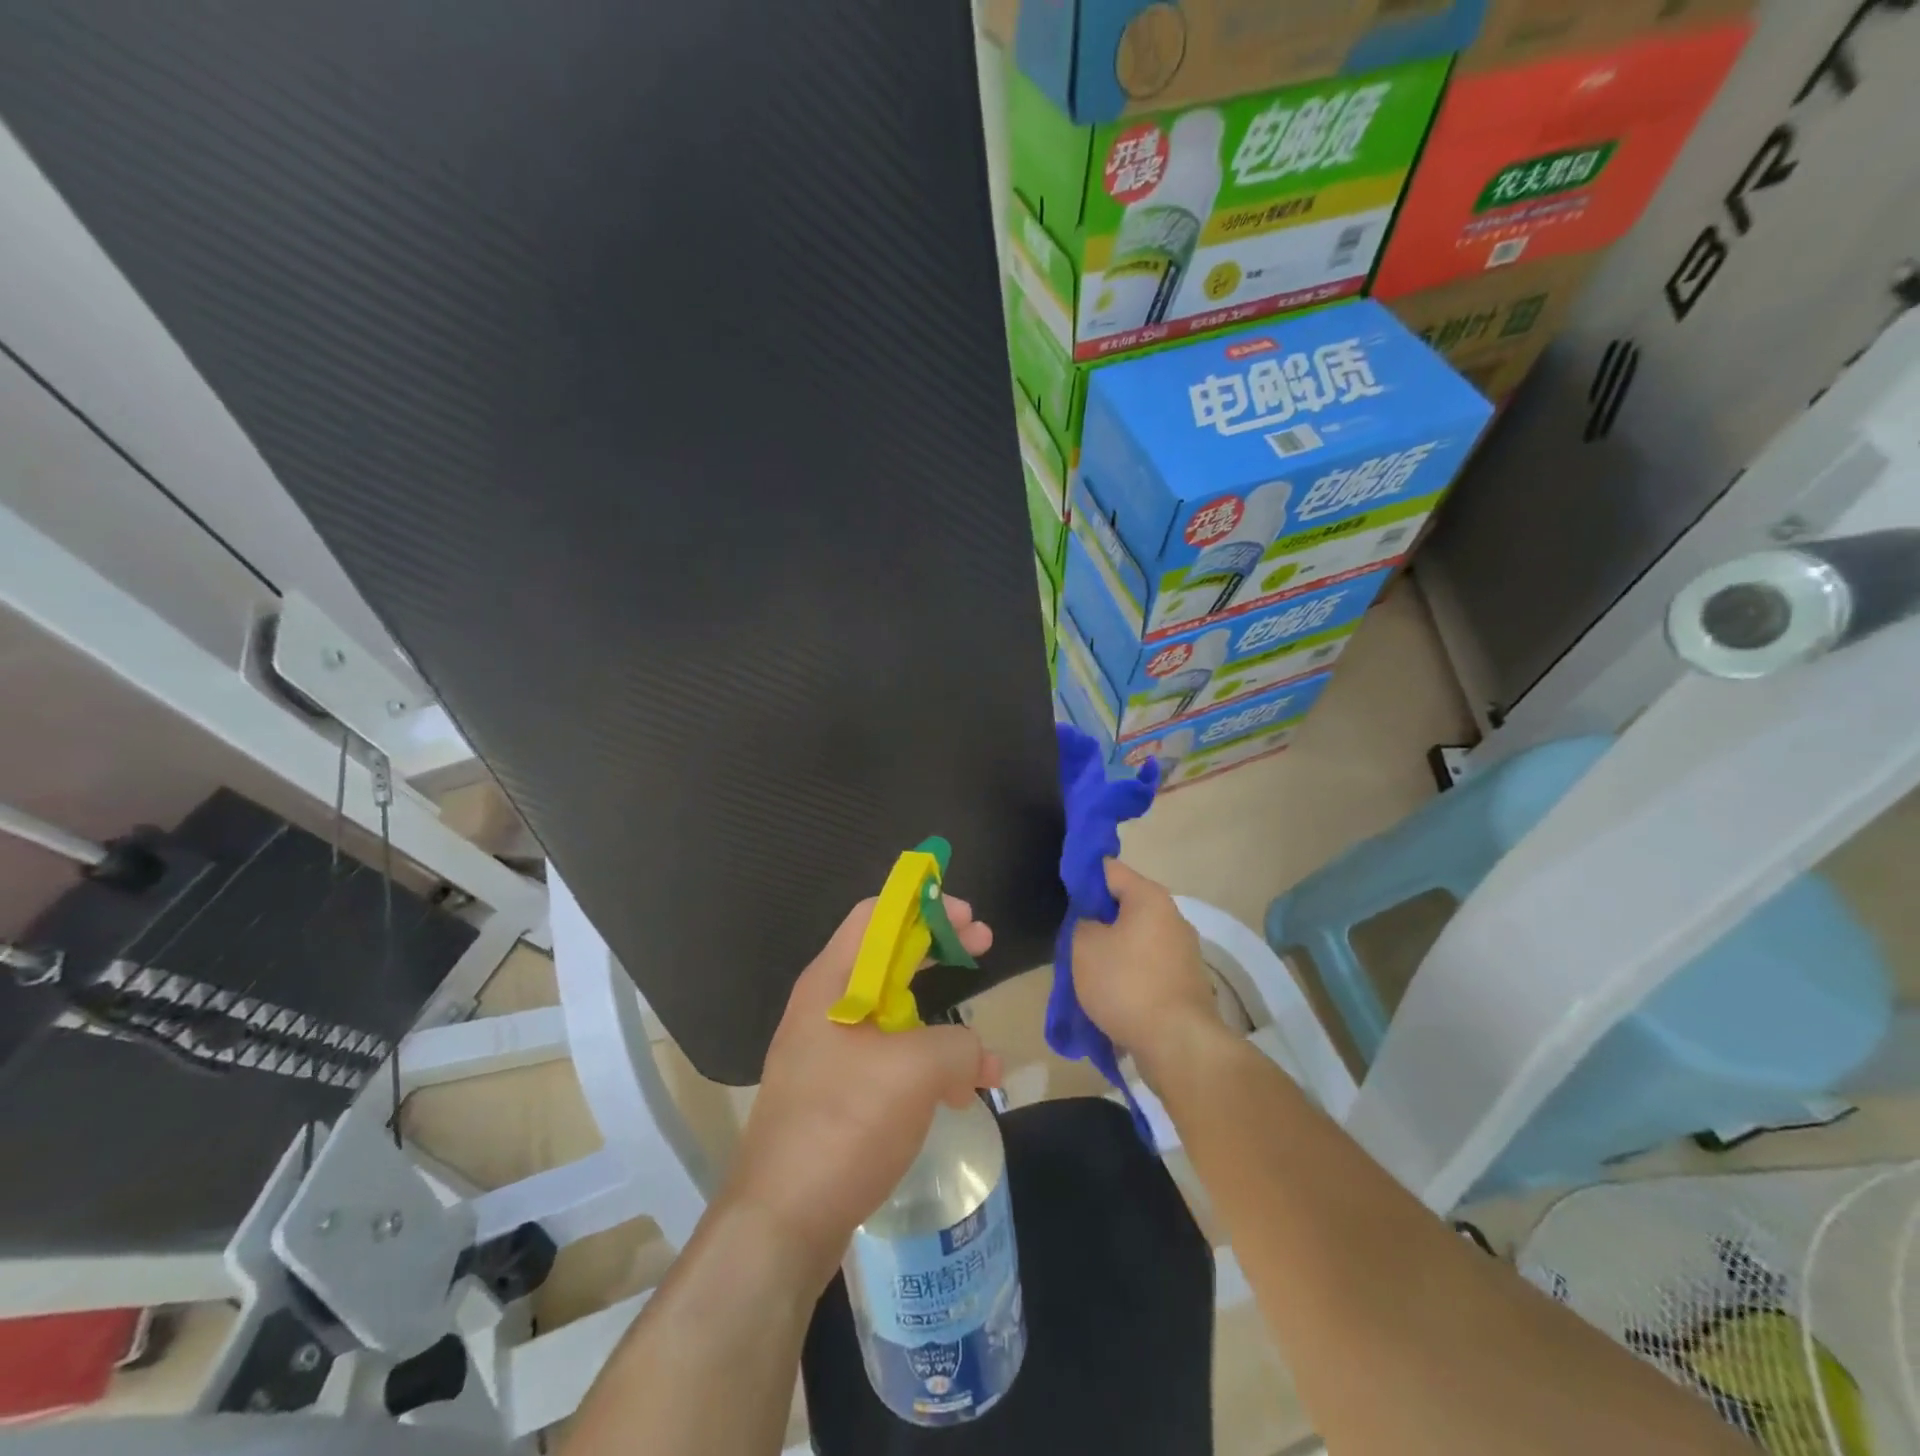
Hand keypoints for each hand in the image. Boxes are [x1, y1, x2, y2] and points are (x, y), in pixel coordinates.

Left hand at [723, 897, 999, 1287]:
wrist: (781, 1224)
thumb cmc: (844, 1124)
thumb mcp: (915, 1070)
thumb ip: (958, 1044)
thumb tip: (977, 1055)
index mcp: (832, 983)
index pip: (876, 914)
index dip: (924, 905)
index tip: (967, 916)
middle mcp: (826, 1008)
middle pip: (888, 956)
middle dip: (937, 948)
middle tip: (981, 945)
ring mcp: (829, 1053)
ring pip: (895, 1014)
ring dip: (941, 1021)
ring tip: (983, 1051)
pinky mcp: (839, 1095)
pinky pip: (891, 1059)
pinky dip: (928, 1064)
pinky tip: (961, 1095)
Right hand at [1070, 860, 1218, 1075]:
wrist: (1178, 1044)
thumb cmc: (1126, 984)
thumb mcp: (1084, 946)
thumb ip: (1082, 923)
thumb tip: (1094, 924)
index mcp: (1150, 898)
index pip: (1110, 869)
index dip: (1083, 876)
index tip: (1063, 892)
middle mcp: (1173, 917)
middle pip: (1126, 906)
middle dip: (1099, 919)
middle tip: (1071, 936)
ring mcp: (1184, 952)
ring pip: (1137, 940)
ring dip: (1114, 950)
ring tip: (1087, 971)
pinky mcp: (1186, 983)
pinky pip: (1148, 967)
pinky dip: (1130, 975)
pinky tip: (1111, 994)